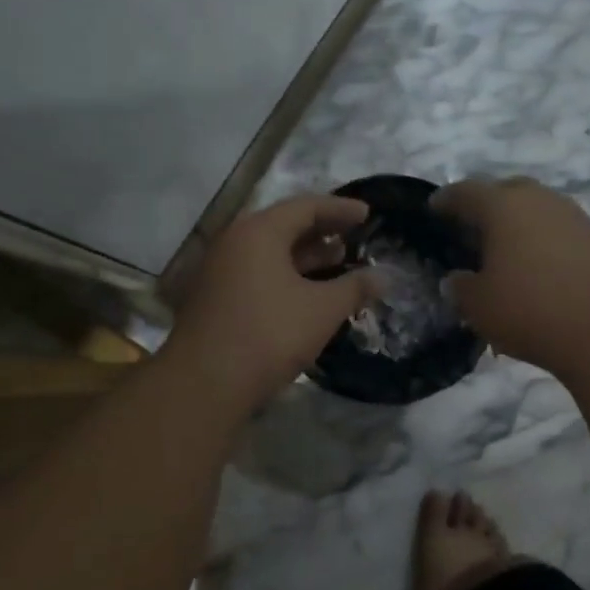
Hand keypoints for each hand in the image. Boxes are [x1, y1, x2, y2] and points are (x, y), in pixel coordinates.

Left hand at [165, 195, 380, 412]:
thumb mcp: (322, 310)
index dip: (340, 209)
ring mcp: (220, 271)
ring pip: (270, 253)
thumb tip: (384, 277)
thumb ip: (355, 288)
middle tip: (354, 237)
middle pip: (285, 226)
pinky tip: (308, 293)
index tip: (367, 214)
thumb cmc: (270, 335)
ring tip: (338, 262)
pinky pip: (257, 273)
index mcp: (259, 232)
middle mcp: (234, 242)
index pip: (306, 207)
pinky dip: (286, 275)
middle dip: (322, 231)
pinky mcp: (215, 298)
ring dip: (305, 256)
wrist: (206, 383)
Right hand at [432, 176, 589, 375]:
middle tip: (471, 231)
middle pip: (504, 192)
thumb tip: (458, 279)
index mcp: (502, 205)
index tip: (434, 210)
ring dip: (518, 224)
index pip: (464, 192)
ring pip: (535, 209)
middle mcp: (539, 199)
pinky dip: (543, 241)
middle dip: (485, 207)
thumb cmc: (530, 311)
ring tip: (505, 252)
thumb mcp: (478, 306)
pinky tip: (538, 268)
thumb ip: (460, 287)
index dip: (445, 201)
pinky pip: (558, 230)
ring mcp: (574, 215)